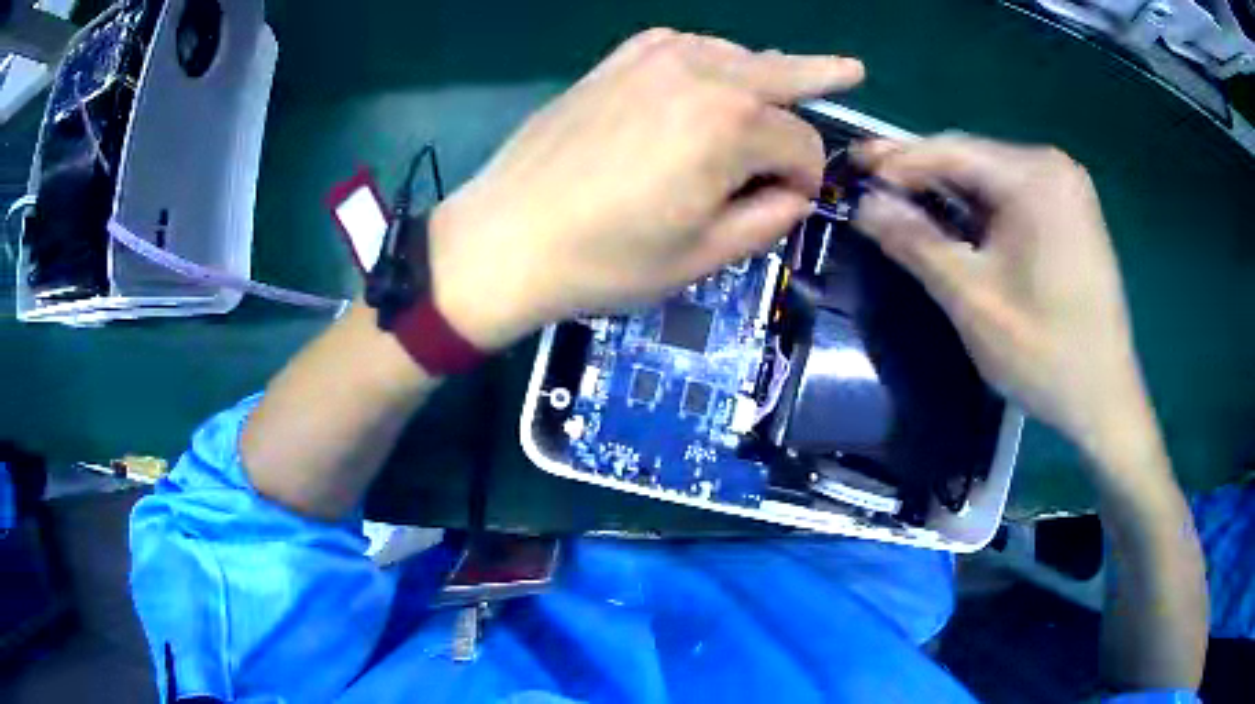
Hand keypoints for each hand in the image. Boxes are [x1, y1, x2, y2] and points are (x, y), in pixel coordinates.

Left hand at [428, 28, 863, 350]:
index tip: (790, 202)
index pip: (801, 144)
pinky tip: (714, 79)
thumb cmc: (607, 259)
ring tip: (781, 89)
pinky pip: (687, 47)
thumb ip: (767, 217)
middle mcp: (702, 73)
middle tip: (853, 70)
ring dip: (764, 75)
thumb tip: (795, 191)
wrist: (506, 237)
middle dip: (821, 77)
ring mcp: (655, 57)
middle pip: (782, 74)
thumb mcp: (704, 255)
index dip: (806, 178)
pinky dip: (713, 61)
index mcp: (731, 124)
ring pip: (737, 56)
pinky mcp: (619, 59)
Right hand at [853, 135, 1150, 466]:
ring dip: (947, 195)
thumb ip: (916, 244)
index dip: (897, 161)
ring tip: (900, 206)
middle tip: (870, 188)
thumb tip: (863, 205)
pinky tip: (951, 223)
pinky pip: (1011, 198)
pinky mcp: (1069, 213)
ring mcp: (1065, 189)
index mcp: (1035, 178)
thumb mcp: (973, 300)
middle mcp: (1052, 168)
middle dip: (920, 177)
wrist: (1105, 398)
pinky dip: (978, 211)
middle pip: (971, 160)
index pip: (951, 151)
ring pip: (989, 180)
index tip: (854, 173)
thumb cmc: (1045, 354)